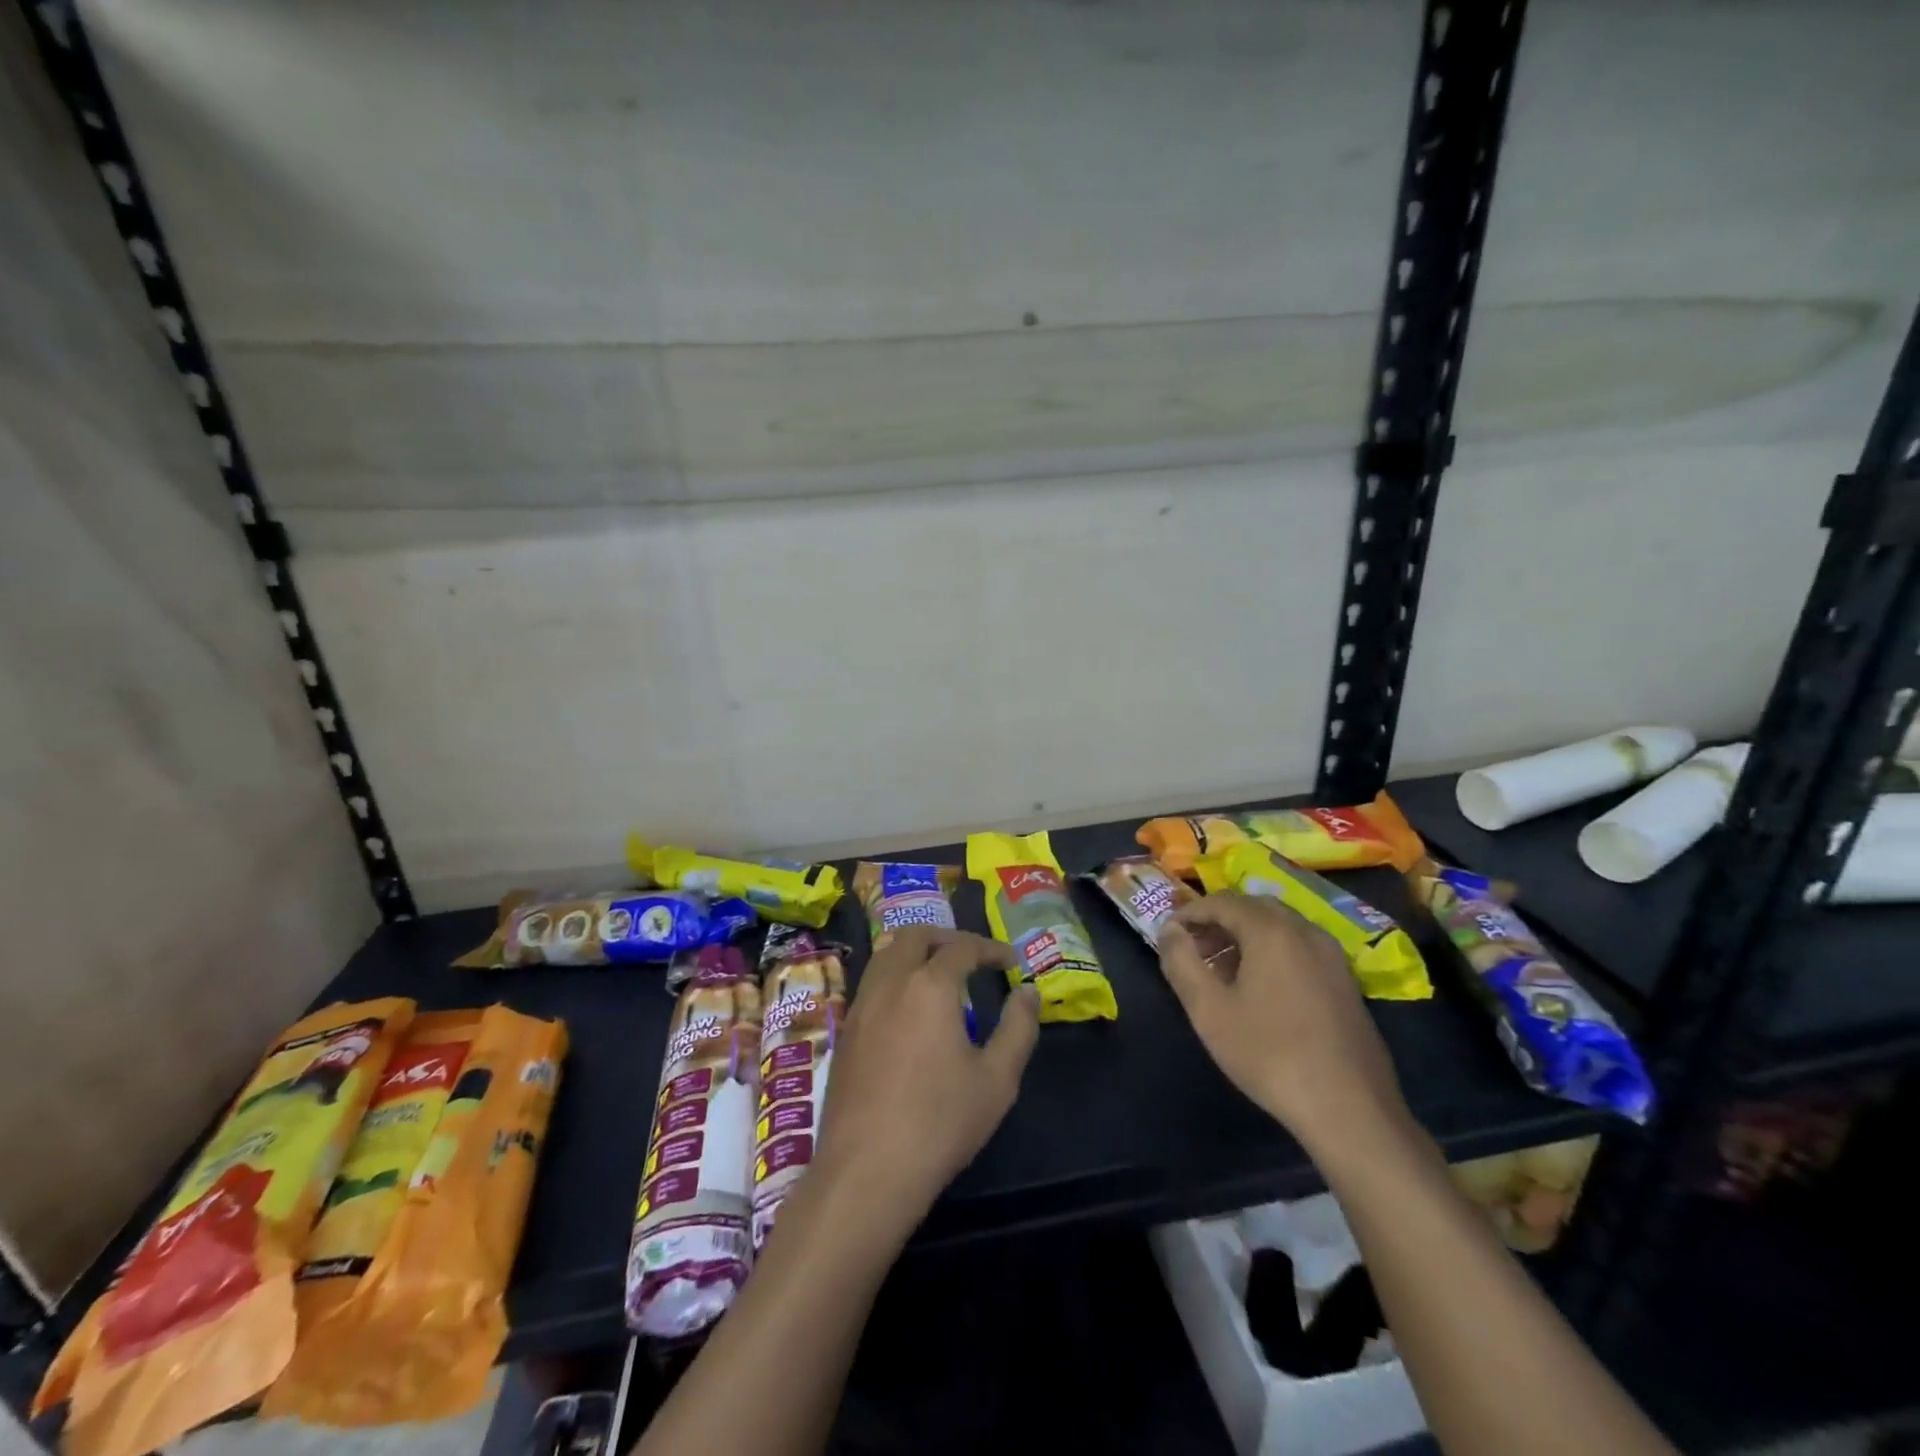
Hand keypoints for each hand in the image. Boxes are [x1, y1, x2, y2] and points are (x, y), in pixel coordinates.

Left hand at [814, 927, 1039, 1235]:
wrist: (866, 1171)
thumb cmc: (940, 1123)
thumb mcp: (997, 1079)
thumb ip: (1018, 1028)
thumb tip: (1028, 991)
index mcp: (930, 986)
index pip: (962, 947)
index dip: (989, 948)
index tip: (1009, 961)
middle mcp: (891, 983)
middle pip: (915, 935)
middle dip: (947, 938)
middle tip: (972, 957)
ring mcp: (861, 1005)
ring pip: (886, 953)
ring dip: (915, 950)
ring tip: (939, 973)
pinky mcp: (845, 1031)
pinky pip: (871, 981)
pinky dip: (895, 974)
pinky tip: (909, 1007)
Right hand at [1159, 893, 1409, 1154]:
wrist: (1351, 1111)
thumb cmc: (1269, 1055)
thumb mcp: (1208, 1010)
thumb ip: (1181, 961)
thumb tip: (1169, 929)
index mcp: (1271, 930)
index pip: (1221, 901)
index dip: (1189, 913)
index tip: (1167, 936)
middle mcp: (1305, 930)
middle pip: (1252, 907)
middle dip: (1217, 922)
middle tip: (1191, 950)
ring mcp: (1331, 955)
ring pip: (1278, 927)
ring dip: (1243, 937)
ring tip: (1219, 972)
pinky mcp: (1345, 981)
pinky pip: (1298, 948)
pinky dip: (1270, 952)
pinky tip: (1258, 990)